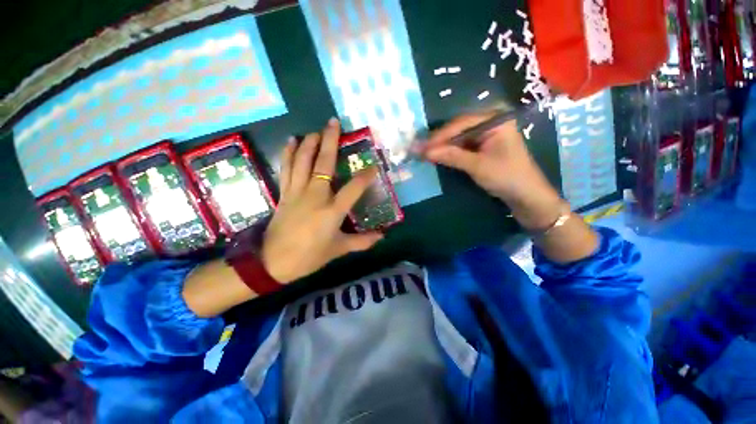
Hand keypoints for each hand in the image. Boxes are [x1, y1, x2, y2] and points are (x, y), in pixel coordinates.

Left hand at [261, 118, 383, 283]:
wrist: (274, 262)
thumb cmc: (310, 256)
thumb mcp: (339, 249)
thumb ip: (362, 242)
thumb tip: (382, 237)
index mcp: (332, 211)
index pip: (354, 188)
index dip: (366, 176)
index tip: (374, 167)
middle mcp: (316, 196)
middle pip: (324, 164)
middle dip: (330, 141)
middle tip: (333, 123)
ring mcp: (297, 192)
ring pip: (303, 161)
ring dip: (309, 143)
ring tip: (316, 130)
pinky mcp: (284, 193)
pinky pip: (286, 169)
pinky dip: (288, 154)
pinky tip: (291, 141)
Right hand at [423, 112, 565, 230]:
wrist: (526, 196)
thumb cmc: (507, 177)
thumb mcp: (477, 166)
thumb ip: (451, 156)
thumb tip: (424, 152)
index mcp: (495, 120)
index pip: (461, 123)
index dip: (440, 136)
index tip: (422, 147)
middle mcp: (491, 123)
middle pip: (459, 128)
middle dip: (440, 141)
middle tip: (420, 149)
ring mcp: (487, 135)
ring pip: (459, 138)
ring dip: (443, 147)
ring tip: (425, 153)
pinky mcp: (484, 148)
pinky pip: (463, 146)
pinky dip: (450, 152)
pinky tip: (438, 156)